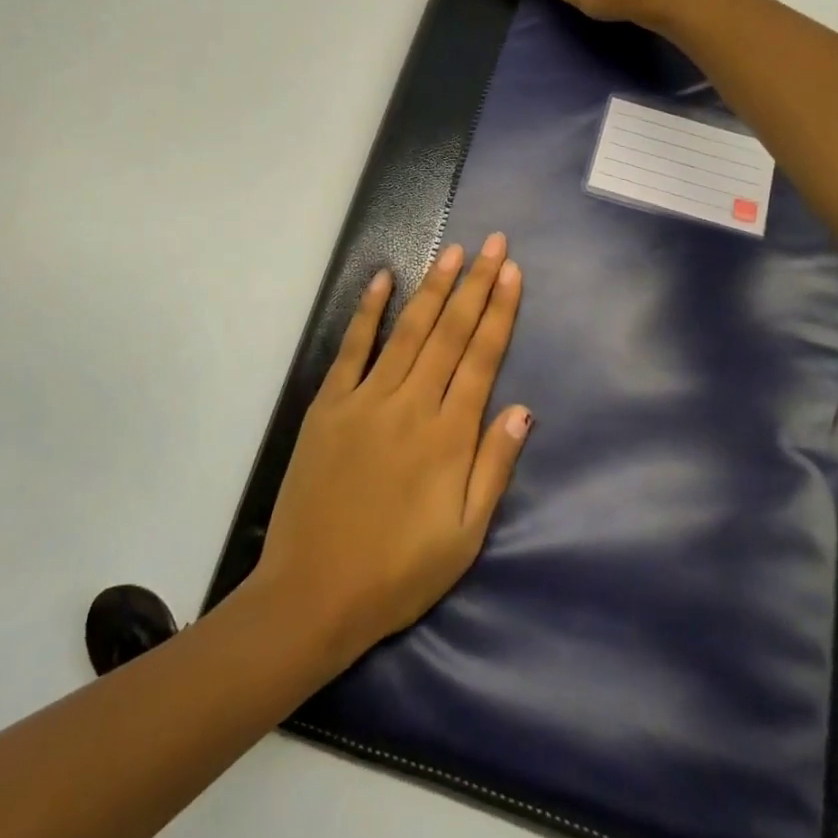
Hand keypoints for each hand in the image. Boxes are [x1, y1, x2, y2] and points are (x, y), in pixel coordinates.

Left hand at [254, 233, 531, 664]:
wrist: (314, 595)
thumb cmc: (399, 573)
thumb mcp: (465, 537)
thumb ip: (494, 467)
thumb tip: (523, 409)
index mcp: (449, 437)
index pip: (482, 359)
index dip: (499, 312)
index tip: (511, 272)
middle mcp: (411, 405)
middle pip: (450, 334)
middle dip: (475, 284)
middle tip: (492, 242)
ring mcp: (366, 400)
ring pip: (408, 331)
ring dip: (433, 288)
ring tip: (452, 252)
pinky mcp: (328, 406)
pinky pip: (352, 349)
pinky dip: (368, 312)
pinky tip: (382, 280)